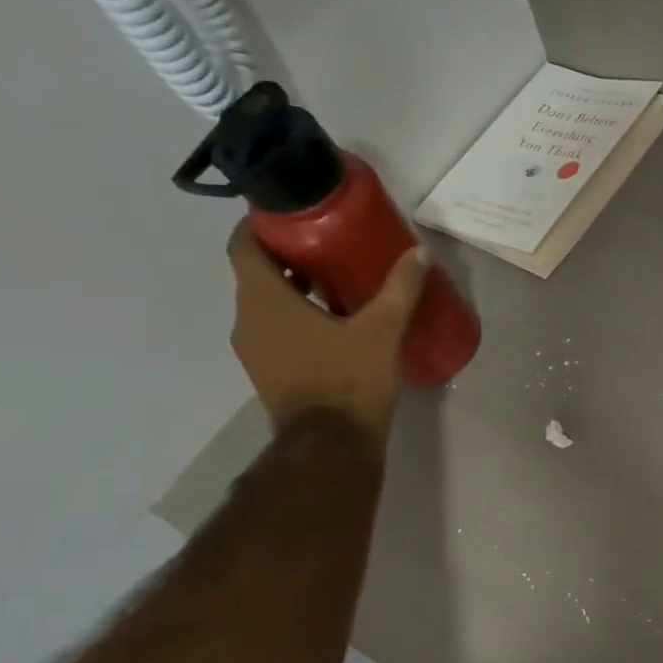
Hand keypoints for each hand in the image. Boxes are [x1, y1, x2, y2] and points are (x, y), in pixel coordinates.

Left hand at [227, 221, 426, 442]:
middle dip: (287, 258)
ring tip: (335, 283)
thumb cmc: (349, 380)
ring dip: (292, 291)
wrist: (331, 446)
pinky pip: (275, 331)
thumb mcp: (381, 330)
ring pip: (266, 305)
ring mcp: (255, 350)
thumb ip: (399, 289)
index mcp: (264, 300)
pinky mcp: (269, 373)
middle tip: (326, 245)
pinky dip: (296, 318)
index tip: (290, 216)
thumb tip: (419, 253)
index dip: (260, 226)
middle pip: (256, 275)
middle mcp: (248, 320)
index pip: (243, 247)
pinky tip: (334, 324)